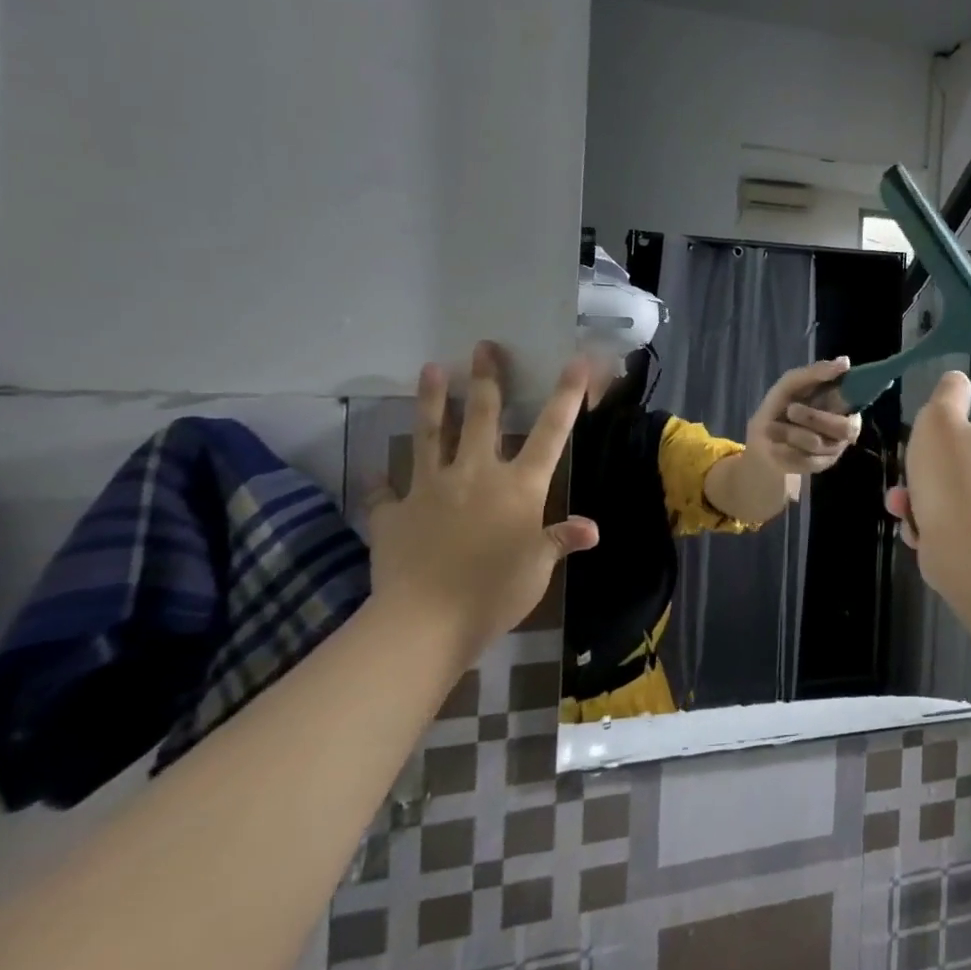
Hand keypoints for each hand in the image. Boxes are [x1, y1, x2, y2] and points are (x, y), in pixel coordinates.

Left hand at [365, 342, 598, 659]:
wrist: (425, 621)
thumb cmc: (495, 591)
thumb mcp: (538, 566)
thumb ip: (559, 540)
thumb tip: (590, 529)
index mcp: (519, 486)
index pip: (552, 431)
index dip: (568, 394)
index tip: (578, 360)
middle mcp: (476, 475)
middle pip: (482, 417)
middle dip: (487, 379)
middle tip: (484, 347)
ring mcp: (430, 489)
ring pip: (431, 435)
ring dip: (432, 401)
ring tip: (430, 369)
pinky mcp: (394, 513)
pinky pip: (387, 491)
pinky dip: (385, 481)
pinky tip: (380, 471)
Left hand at [746, 356, 863, 476]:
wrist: (762, 437)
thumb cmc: (782, 404)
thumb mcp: (792, 383)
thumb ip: (817, 372)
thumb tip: (846, 361)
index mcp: (845, 404)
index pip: (858, 402)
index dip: (846, 401)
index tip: (831, 398)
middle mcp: (846, 429)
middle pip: (843, 428)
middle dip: (813, 418)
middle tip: (791, 409)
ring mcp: (834, 450)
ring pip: (817, 443)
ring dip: (790, 432)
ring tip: (774, 427)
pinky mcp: (820, 466)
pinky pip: (805, 459)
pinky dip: (785, 448)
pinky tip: (778, 443)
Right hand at [884, 371, 970, 589]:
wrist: (967, 555)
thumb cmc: (958, 477)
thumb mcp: (940, 422)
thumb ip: (948, 395)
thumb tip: (959, 382)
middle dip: (960, 446)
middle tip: (934, 448)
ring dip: (938, 484)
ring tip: (904, 494)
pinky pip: (970, 515)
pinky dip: (942, 515)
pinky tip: (912, 520)